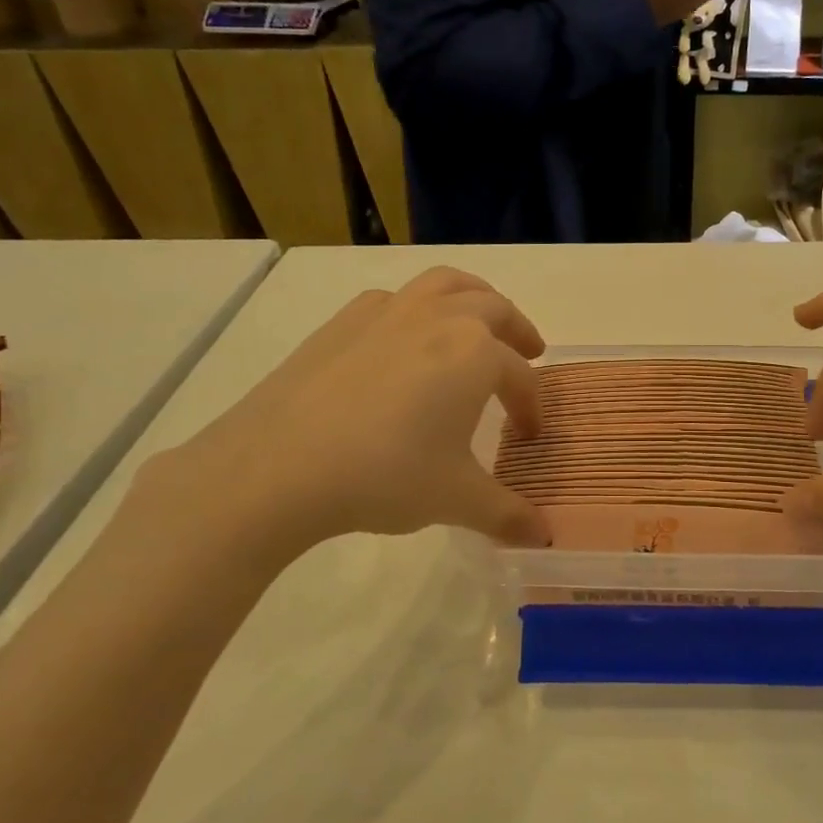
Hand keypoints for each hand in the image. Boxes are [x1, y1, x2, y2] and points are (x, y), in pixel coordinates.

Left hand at [159, 268, 549, 567]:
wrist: (279, 467)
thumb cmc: (385, 476)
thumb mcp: (456, 499)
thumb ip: (507, 514)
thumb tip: (544, 537)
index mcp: (476, 354)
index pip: (520, 378)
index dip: (532, 407)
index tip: (529, 435)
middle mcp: (439, 319)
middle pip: (494, 310)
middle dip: (518, 332)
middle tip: (530, 353)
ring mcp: (388, 313)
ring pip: (445, 285)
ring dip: (474, 299)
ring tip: (479, 322)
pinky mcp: (343, 322)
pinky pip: (395, 300)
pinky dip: (417, 309)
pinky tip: (406, 342)